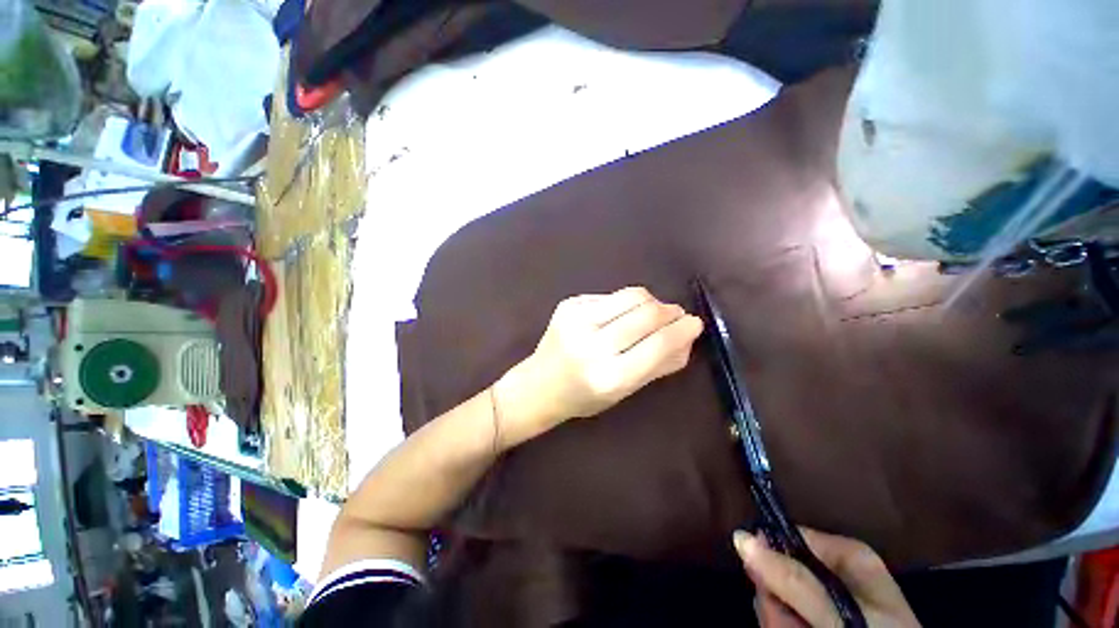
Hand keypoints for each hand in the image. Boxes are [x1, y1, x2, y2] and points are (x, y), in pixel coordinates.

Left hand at [494, 286, 702, 446]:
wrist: (539, 384)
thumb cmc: (584, 396)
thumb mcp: (625, 391)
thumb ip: (660, 365)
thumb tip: (688, 337)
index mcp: (609, 377)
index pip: (657, 345)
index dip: (682, 330)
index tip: (695, 323)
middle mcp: (591, 346)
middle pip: (647, 313)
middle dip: (670, 312)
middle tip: (675, 316)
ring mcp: (576, 320)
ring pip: (632, 295)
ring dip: (651, 302)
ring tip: (652, 313)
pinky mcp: (568, 304)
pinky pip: (611, 295)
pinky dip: (625, 303)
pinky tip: (619, 316)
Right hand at [734, 529, 919, 627]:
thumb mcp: (837, 611)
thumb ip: (791, 577)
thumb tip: (739, 536)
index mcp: (848, 556)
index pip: (789, 537)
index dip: (770, 557)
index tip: (761, 582)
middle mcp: (837, 574)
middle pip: (782, 571)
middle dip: (775, 599)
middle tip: (784, 623)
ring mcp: (832, 601)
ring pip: (782, 598)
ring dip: (778, 619)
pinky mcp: (822, 621)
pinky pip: (788, 617)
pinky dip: (784, 627)